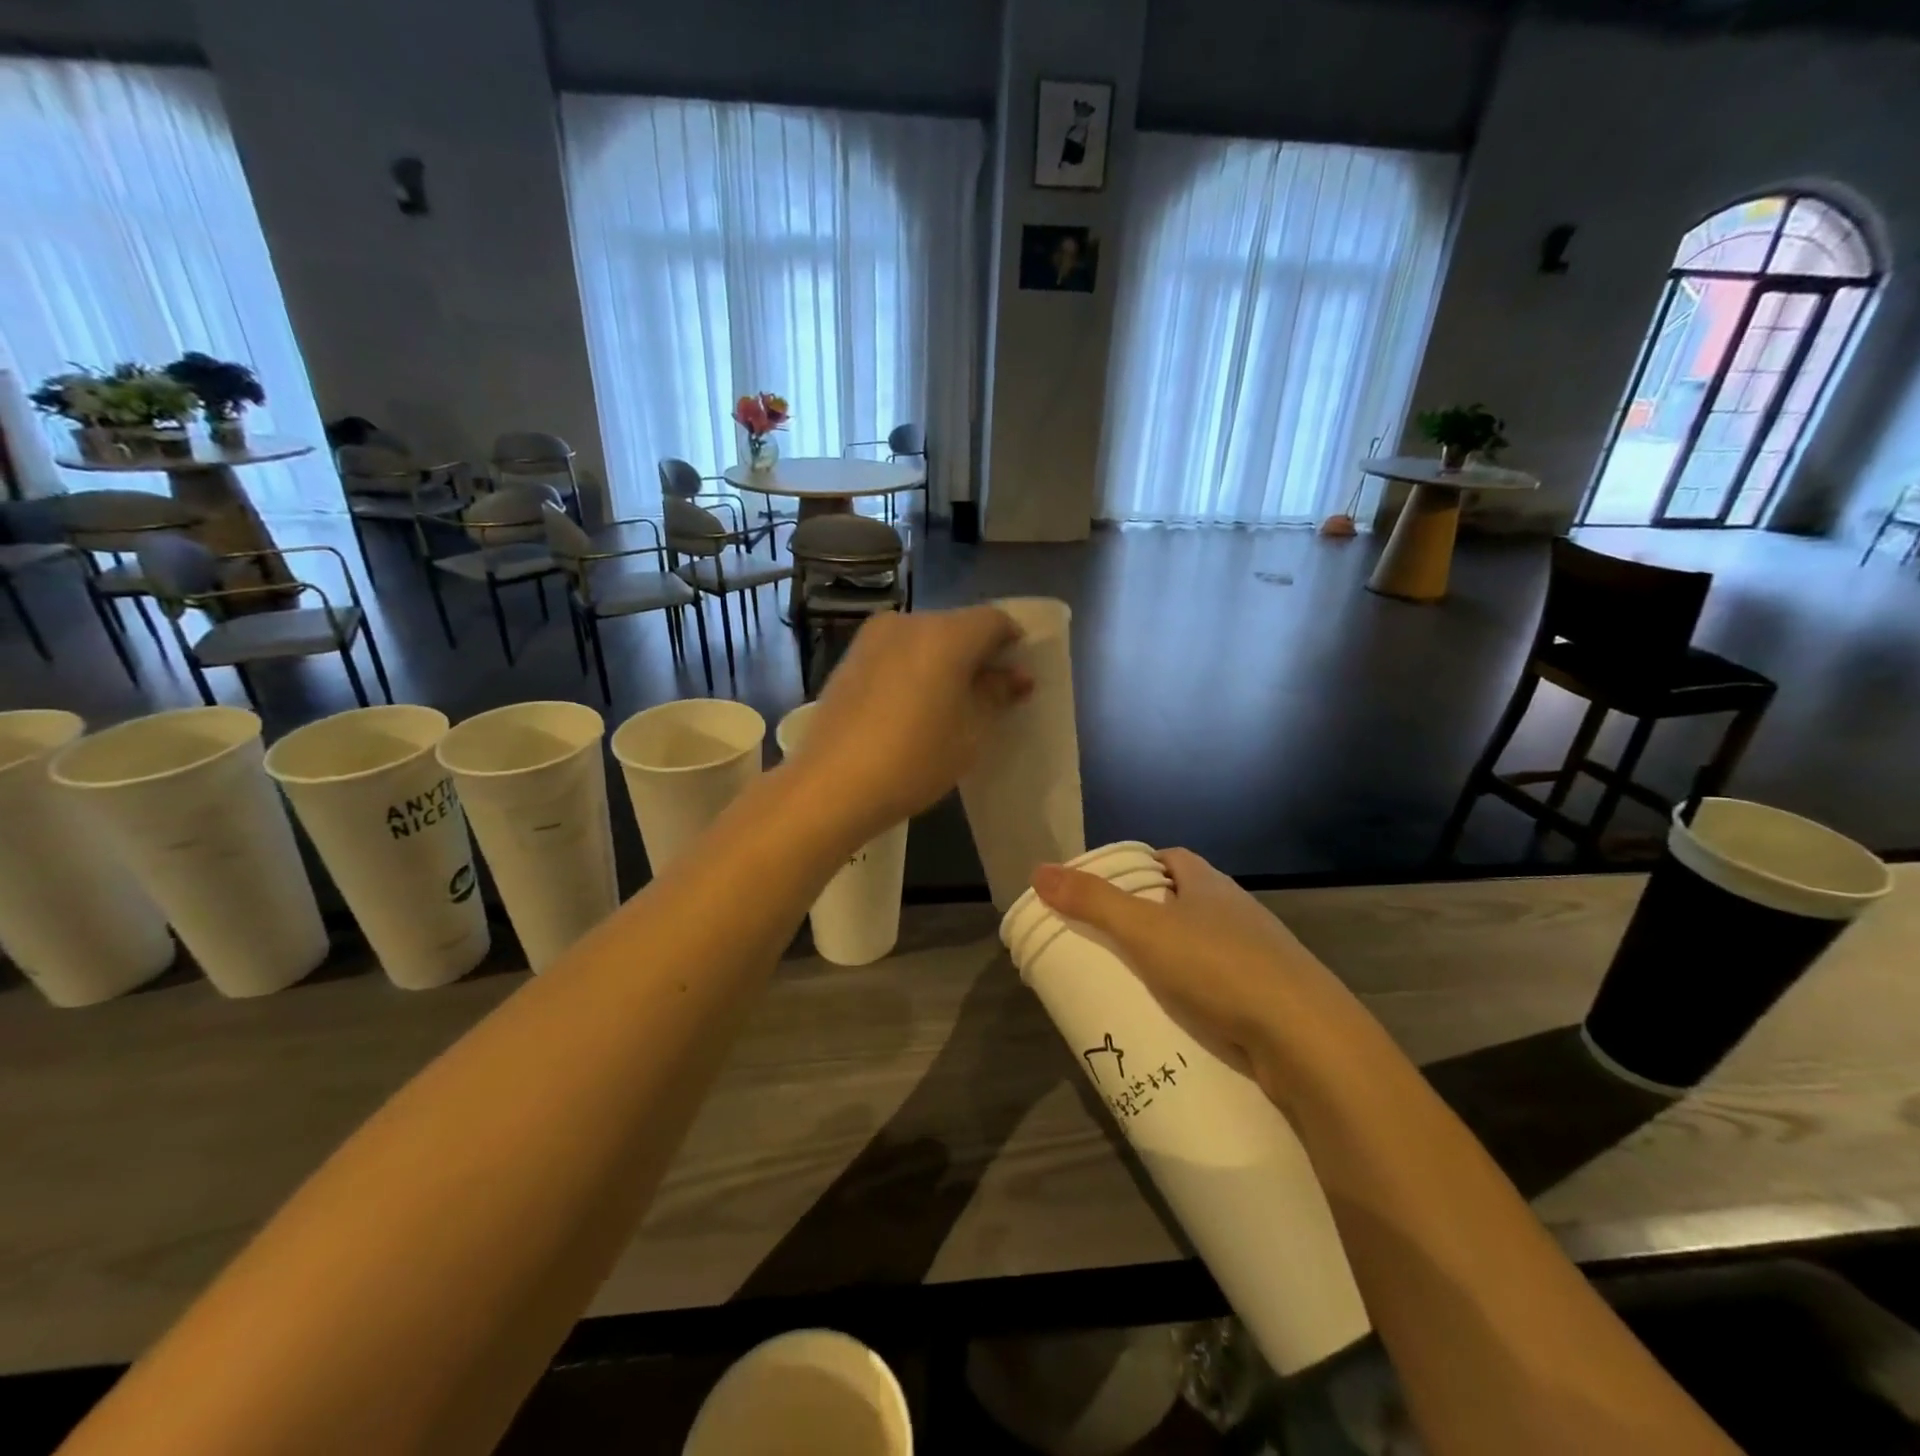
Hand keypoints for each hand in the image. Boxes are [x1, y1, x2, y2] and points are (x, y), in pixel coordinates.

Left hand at [787, 607, 1031, 838]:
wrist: (832, 784)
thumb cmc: (915, 759)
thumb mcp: (970, 732)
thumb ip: (996, 694)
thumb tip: (1016, 675)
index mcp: (946, 633)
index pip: (994, 621)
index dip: (1012, 644)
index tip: (1016, 677)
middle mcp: (908, 622)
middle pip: (957, 626)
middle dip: (977, 653)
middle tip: (986, 694)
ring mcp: (873, 638)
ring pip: (924, 639)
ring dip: (943, 661)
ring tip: (947, 704)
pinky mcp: (849, 658)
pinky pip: (896, 653)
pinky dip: (913, 668)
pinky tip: (911, 706)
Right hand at [1031, 849, 1373, 1108]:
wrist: (1307, 1039)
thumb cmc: (1219, 968)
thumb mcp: (1144, 931)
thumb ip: (1092, 902)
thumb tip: (1038, 870)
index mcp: (1210, 885)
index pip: (1172, 859)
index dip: (1141, 867)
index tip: (1110, 890)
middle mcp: (1239, 911)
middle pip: (1188, 901)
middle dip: (1153, 916)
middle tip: (1113, 941)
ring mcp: (1262, 955)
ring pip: (1209, 945)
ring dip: (1178, 957)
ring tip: (1138, 982)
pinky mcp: (1273, 998)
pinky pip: (1226, 985)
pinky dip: (1201, 993)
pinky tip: (1182, 1017)